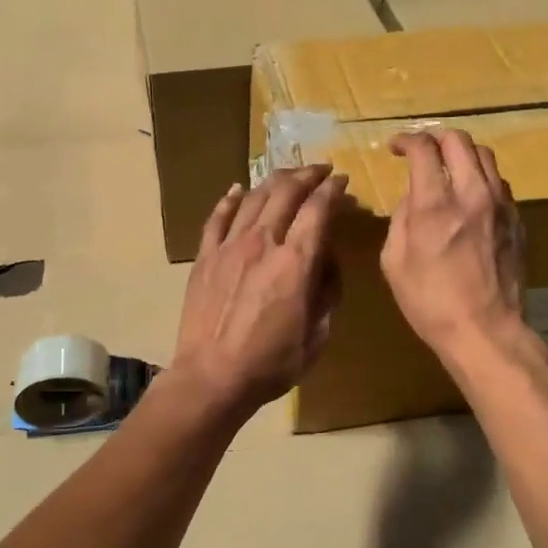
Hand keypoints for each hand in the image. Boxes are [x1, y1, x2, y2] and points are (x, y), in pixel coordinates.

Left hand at [170, 165, 347, 416]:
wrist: (212, 377)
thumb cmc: (272, 363)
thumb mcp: (317, 335)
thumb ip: (327, 291)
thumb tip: (325, 260)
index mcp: (295, 263)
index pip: (318, 210)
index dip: (332, 190)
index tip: (341, 181)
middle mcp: (263, 243)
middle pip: (285, 192)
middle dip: (307, 175)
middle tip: (319, 170)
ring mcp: (229, 247)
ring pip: (253, 198)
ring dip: (274, 180)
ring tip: (287, 175)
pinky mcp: (205, 257)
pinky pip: (217, 218)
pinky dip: (230, 199)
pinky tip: (237, 189)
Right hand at [381, 129, 528, 370]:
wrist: (485, 330)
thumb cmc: (430, 302)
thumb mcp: (394, 262)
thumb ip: (401, 219)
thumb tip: (412, 197)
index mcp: (435, 205)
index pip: (424, 149)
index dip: (406, 140)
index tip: (395, 147)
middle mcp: (472, 194)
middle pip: (459, 141)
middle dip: (435, 138)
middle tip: (422, 152)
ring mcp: (501, 205)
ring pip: (485, 156)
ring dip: (462, 154)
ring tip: (448, 169)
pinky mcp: (517, 220)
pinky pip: (499, 183)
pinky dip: (480, 178)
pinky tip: (470, 197)